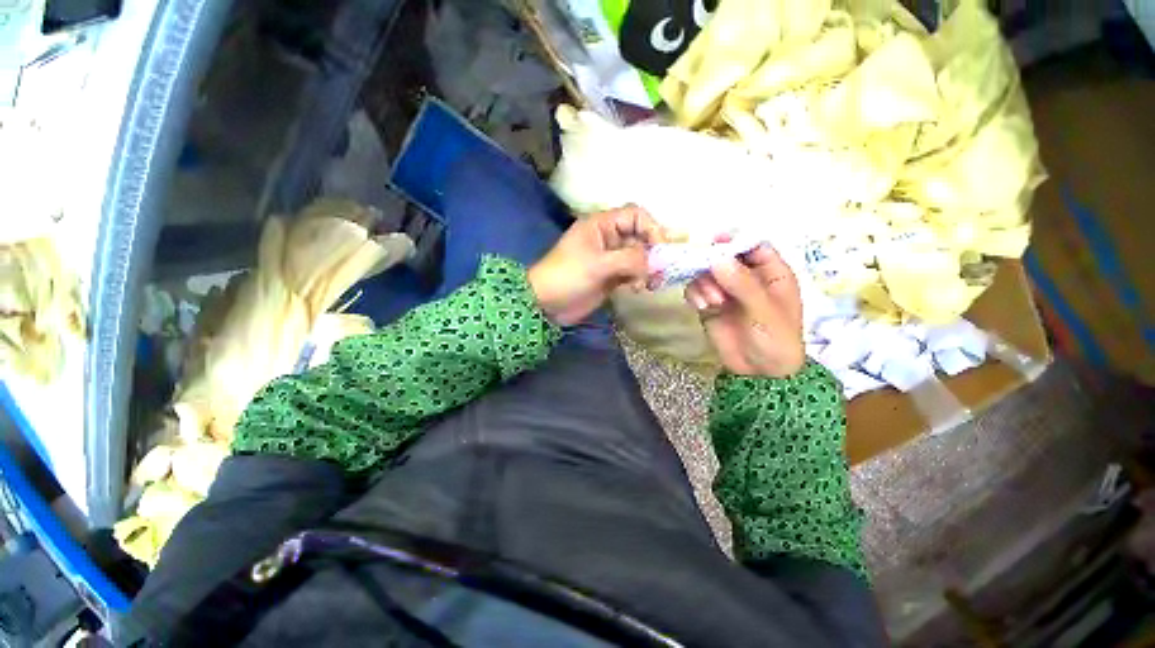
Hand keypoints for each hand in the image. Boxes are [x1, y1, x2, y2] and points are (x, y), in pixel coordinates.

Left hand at [529, 206, 665, 325]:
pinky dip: (639, 279)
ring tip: (648, 284)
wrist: (546, 304)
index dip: (652, 228)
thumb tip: (654, 263)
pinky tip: (637, 290)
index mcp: (602, 225)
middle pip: (640, 237)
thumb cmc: (568, 276)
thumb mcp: (598, 264)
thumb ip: (629, 259)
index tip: (661, 248)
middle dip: (653, 252)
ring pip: (639, 257)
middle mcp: (608, 238)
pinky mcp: (611, 277)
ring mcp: (610, 259)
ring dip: (648, 269)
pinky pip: (633, 273)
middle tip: (659, 271)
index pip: (635, 216)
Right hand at [685, 245, 804, 376]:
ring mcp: (726, 291)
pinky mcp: (709, 304)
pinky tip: (701, 306)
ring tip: (711, 301)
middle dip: (713, 264)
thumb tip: (717, 259)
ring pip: (707, 272)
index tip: (715, 242)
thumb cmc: (776, 341)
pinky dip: (695, 294)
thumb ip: (743, 285)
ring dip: (703, 282)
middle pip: (724, 256)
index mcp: (771, 273)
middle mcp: (746, 278)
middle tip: (707, 274)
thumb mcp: (765, 312)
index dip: (736, 240)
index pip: (753, 246)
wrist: (758, 374)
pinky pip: (696, 290)